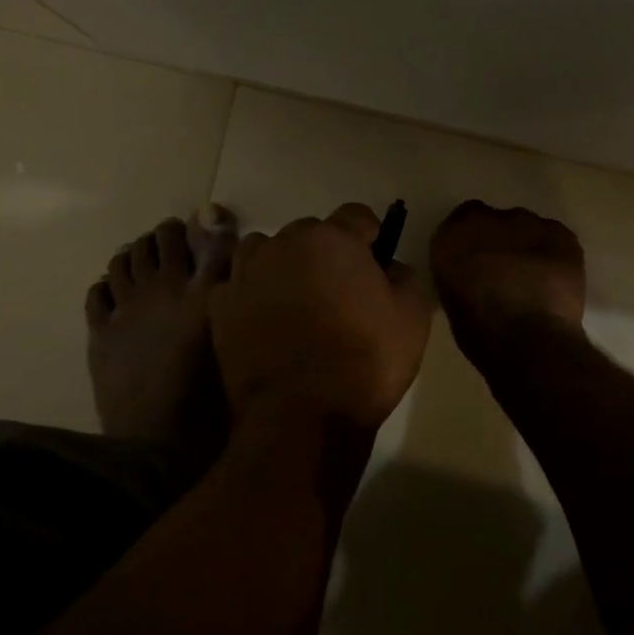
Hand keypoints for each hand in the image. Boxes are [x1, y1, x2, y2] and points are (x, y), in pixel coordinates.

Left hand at [209, 203, 431, 432]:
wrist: (301, 417)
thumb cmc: (365, 362)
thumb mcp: (413, 318)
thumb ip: (406, 277)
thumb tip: (390, 267)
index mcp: (332, 239)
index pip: (357, 216)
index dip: (370, 239)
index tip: (375, 267)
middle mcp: (283, 244)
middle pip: (310, 232)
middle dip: (326, 253)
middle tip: (338, 292)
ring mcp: (246, 274)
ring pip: (267, 251)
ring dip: (284, 266)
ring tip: (296, 302)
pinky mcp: (220, 307)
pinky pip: (239, 284)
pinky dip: (253, 294)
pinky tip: (265, 322)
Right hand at [429, 201, 585, 365]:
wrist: (528, 339)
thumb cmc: (480, 332)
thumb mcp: (452, 299)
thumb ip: (460, 272)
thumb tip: (474, 272)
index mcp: (453, 236)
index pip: (463, 220)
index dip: (474, 240)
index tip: (478, 260)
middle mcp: (489, 220)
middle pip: (498, 222)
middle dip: (502, 241)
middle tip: (507, 272)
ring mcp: (528, 224)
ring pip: (528, 228)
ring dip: (528, 246)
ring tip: (535, 278)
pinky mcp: (561, 235)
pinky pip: (555, 237)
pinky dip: (553, 253)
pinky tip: (554, 278)